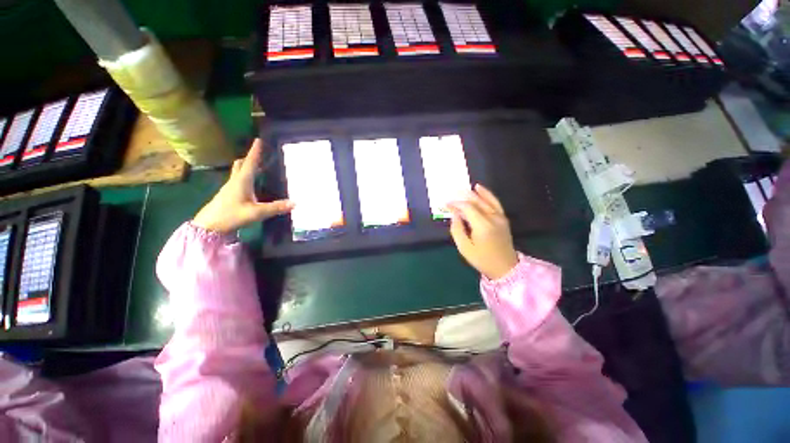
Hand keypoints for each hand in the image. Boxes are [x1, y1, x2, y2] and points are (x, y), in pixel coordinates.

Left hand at [193, 139, 292, 233]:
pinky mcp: (228, 195)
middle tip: (260, 154)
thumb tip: (295, 203)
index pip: (249, 162)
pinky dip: (245, 176)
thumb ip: (276, 208)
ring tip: (258, 167)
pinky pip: (237, 180)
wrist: (208, 226)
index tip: (259, 139)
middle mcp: (235, 181)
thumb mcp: (256, 212)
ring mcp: (230, 188)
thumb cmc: (231, 215)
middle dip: (249, 158)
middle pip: (240, 164)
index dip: (255, 151)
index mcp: (242, 181)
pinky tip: (251, 185)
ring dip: (246, 166)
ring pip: (238, 172)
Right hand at [448, 184, 518, 279]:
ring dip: (472, 193)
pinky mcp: (503, 218)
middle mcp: (492, 218)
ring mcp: (500, 216)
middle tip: (450, 193)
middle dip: (461, 197)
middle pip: (475, 201)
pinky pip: (494, 202)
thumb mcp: (464, 248)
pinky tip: (479, 188)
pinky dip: (487, 194)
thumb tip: (454, 214)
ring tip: (461, 188)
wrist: (505, 267)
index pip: (467, 208)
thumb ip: (457, 229)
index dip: (455, 204)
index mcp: (482, 226)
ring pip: (485, 199)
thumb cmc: (482, 259)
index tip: (445, 204)